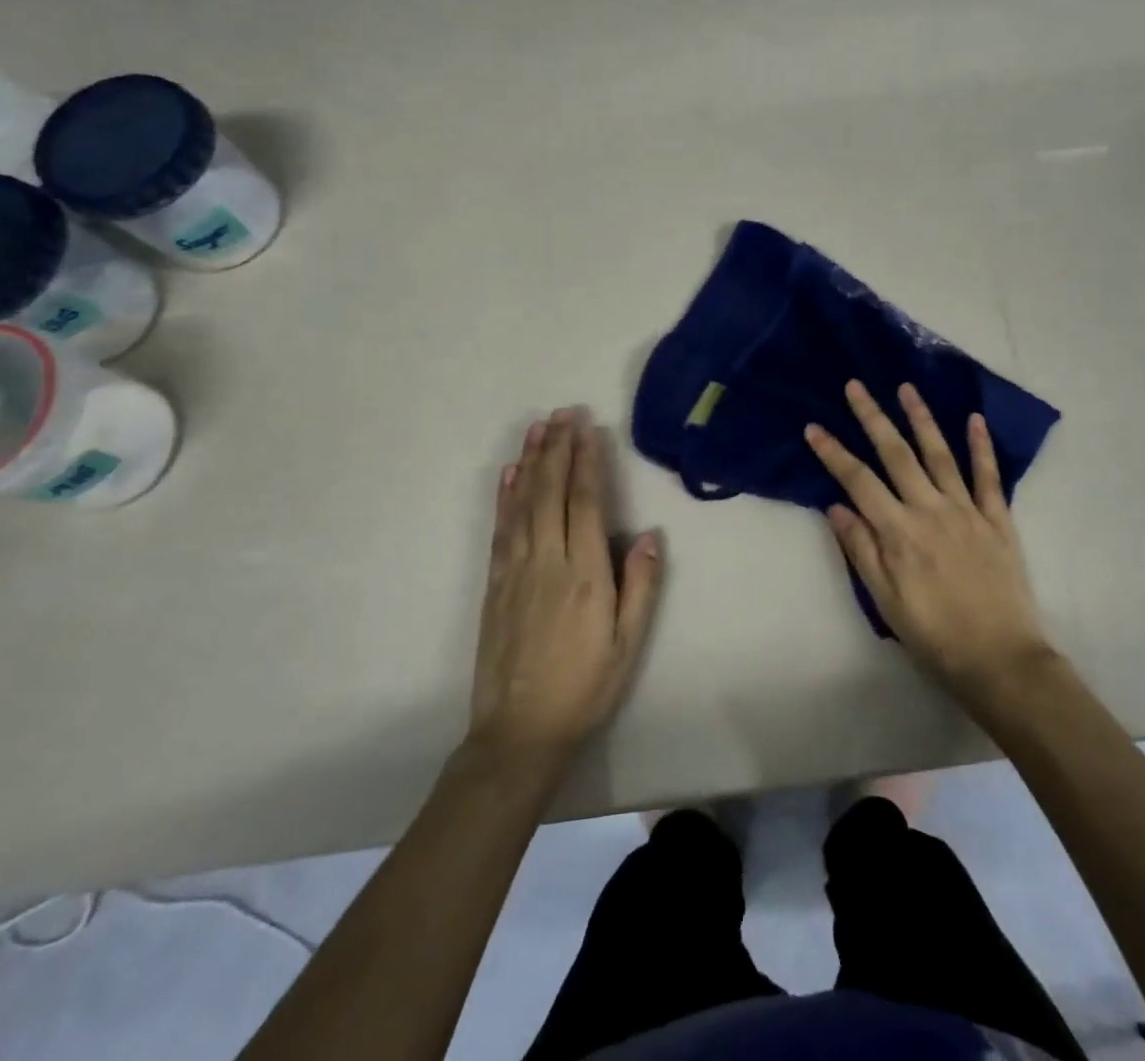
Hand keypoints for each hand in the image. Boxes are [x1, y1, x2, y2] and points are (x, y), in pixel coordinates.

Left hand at [467, 409, 663, 764]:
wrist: (519, 733)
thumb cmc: (585, 686)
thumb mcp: (629, 642)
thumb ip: (641, 584)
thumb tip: (650, 533)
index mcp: (584, 574)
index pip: (586, 503)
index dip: (588, 462)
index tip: (589, 429)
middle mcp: (547, 562)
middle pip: (551, 492)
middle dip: (558, 449)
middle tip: (563, 412)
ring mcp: (515, 571)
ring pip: (522, 504)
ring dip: (530, 462)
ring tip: (537, 428)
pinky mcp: (494, 585)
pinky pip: (500, 529)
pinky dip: (504, 497)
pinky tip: (508, 475)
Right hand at [806, 381, 1055, 701]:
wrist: (1001, 659)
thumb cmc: (935, 635)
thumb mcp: (886, 601)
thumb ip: (862, 549)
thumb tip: (836, 506)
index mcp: (899, 532)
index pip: (858, 481)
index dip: (833, 453)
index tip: (814, 427)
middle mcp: (931, 509)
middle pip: (896, 454)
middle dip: (873, 417)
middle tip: (856, 386)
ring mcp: (967, 510)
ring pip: (940, 454)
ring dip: (921, 418)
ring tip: (906, 388)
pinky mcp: (998, 519)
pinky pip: (988, 475)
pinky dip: (981, 446)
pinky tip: (974, 419)